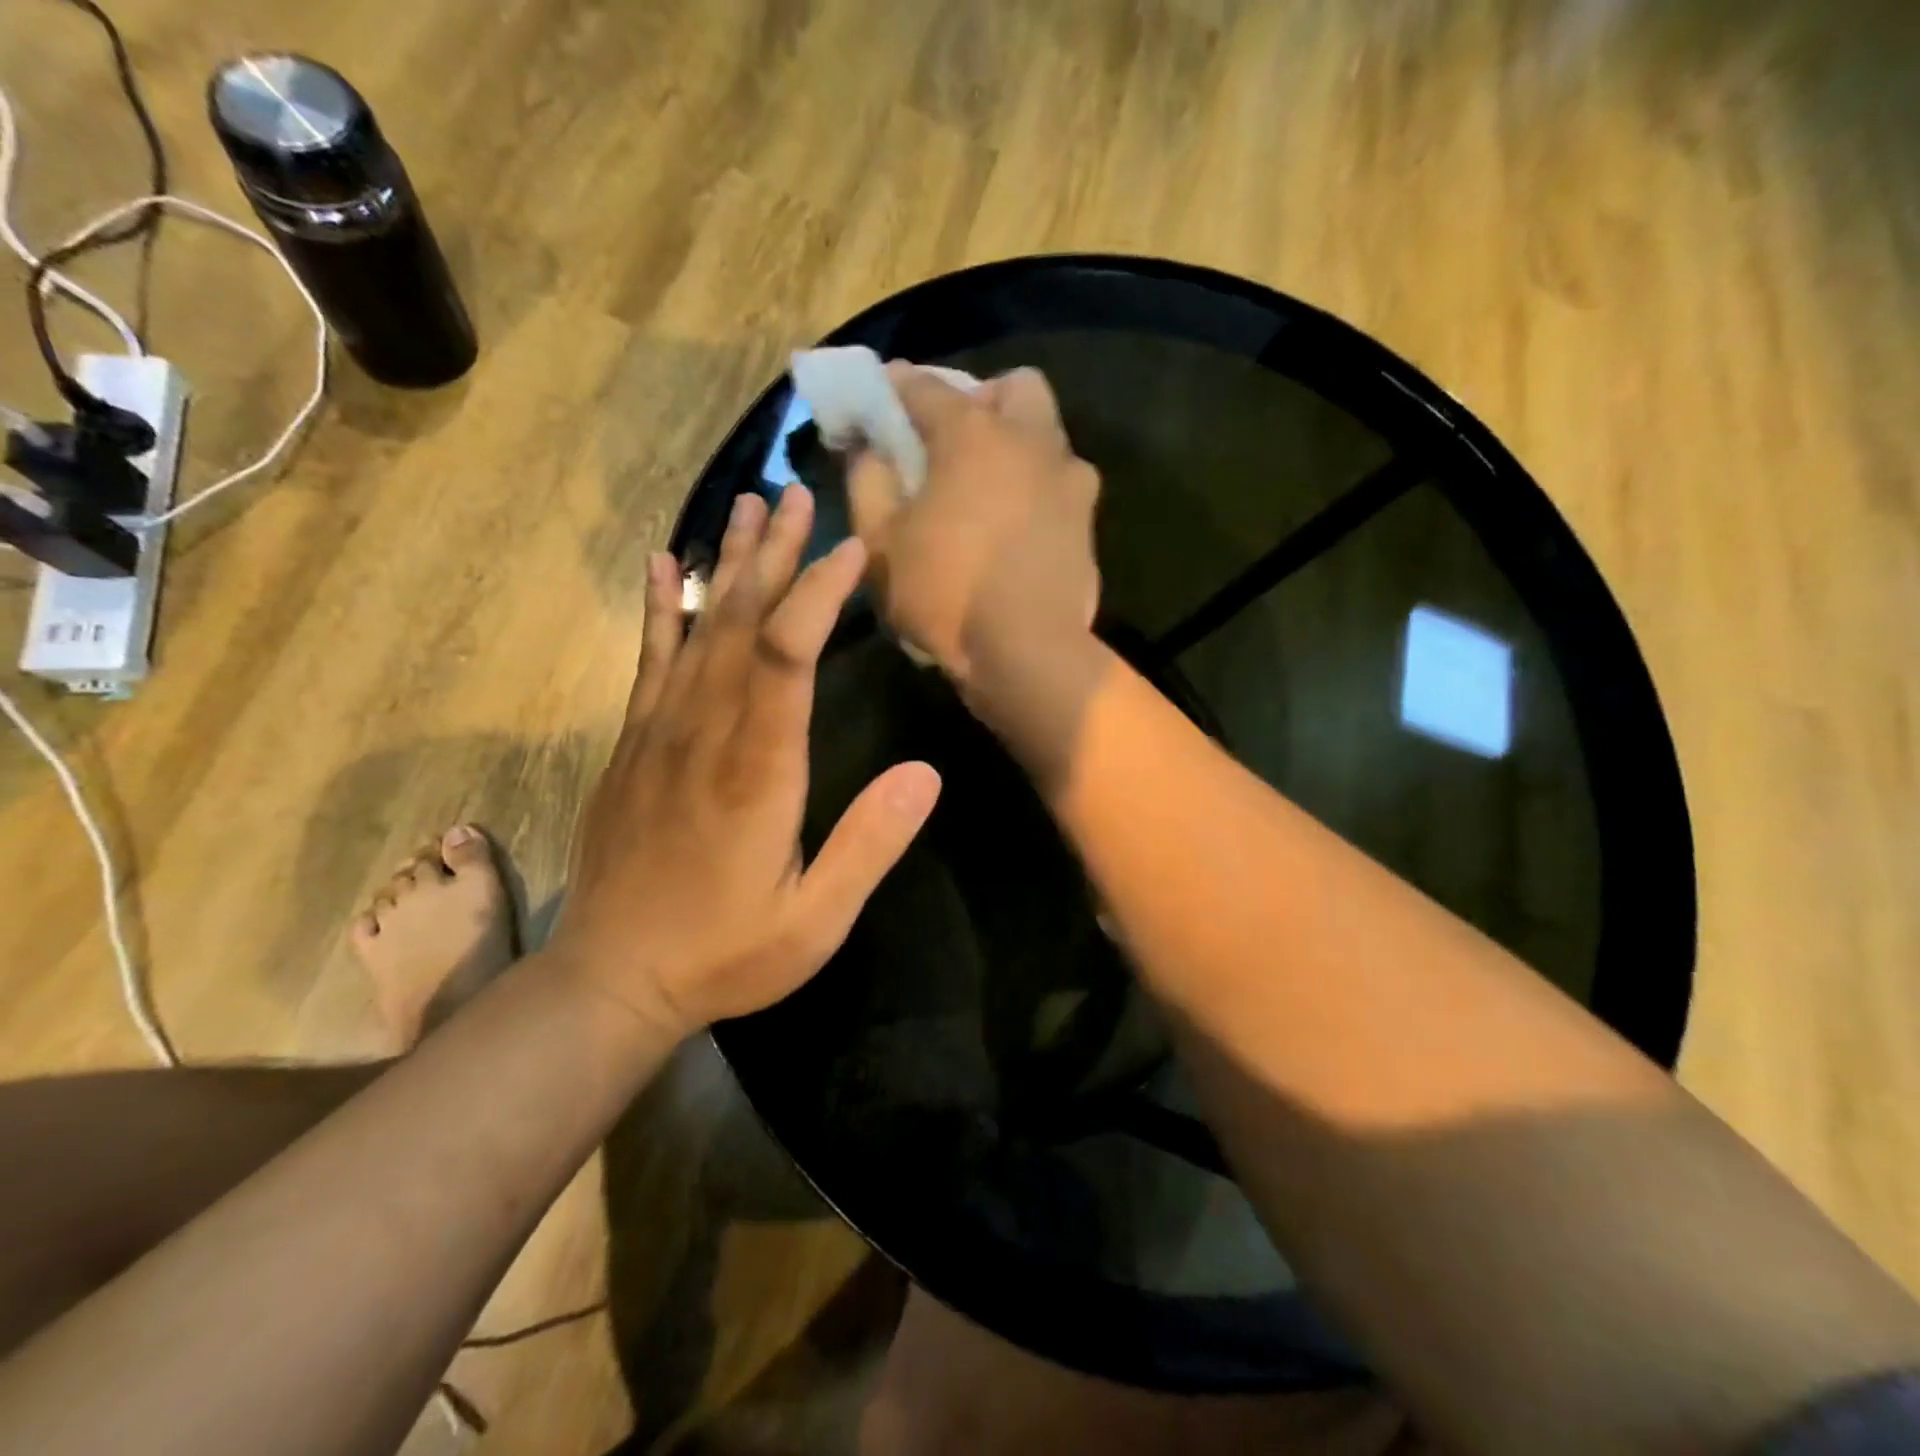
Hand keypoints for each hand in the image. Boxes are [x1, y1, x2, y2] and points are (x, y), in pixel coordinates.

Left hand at [549, 486, 941, 1039]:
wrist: (612, 979)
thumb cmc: (726, 953)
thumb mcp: (816, 920)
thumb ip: (870, 844)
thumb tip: (927, 773)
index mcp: (758, 769)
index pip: (788, 654)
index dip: (820, 592)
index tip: (853, 548)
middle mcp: (705, 733)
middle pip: (743, 622)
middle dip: (774, 554)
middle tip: (796, 494)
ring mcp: (660, 734)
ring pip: (698, 629)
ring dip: (727, 564)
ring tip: (745, 505)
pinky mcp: (633, 745)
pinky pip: (649, 661)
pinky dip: (661, 609)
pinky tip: (665, 566)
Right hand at [849, 364, 1100, 692]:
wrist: (1028, 652)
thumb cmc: (946, 593)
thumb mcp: (881, 542)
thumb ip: (867, 482)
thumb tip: (867, 449)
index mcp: (973, 434)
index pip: (925, 387)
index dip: (895, 387)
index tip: (879, 397)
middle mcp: (1030, 441)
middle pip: (1012, 387)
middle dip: (980, 398)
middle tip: (952, 438)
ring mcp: (1069, 479)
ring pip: (1047, 432)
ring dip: (1016, 440)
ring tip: (987, 484)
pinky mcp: (1087, 520)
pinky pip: (1061, 481)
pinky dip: (1036, 485)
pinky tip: (1015, 524)